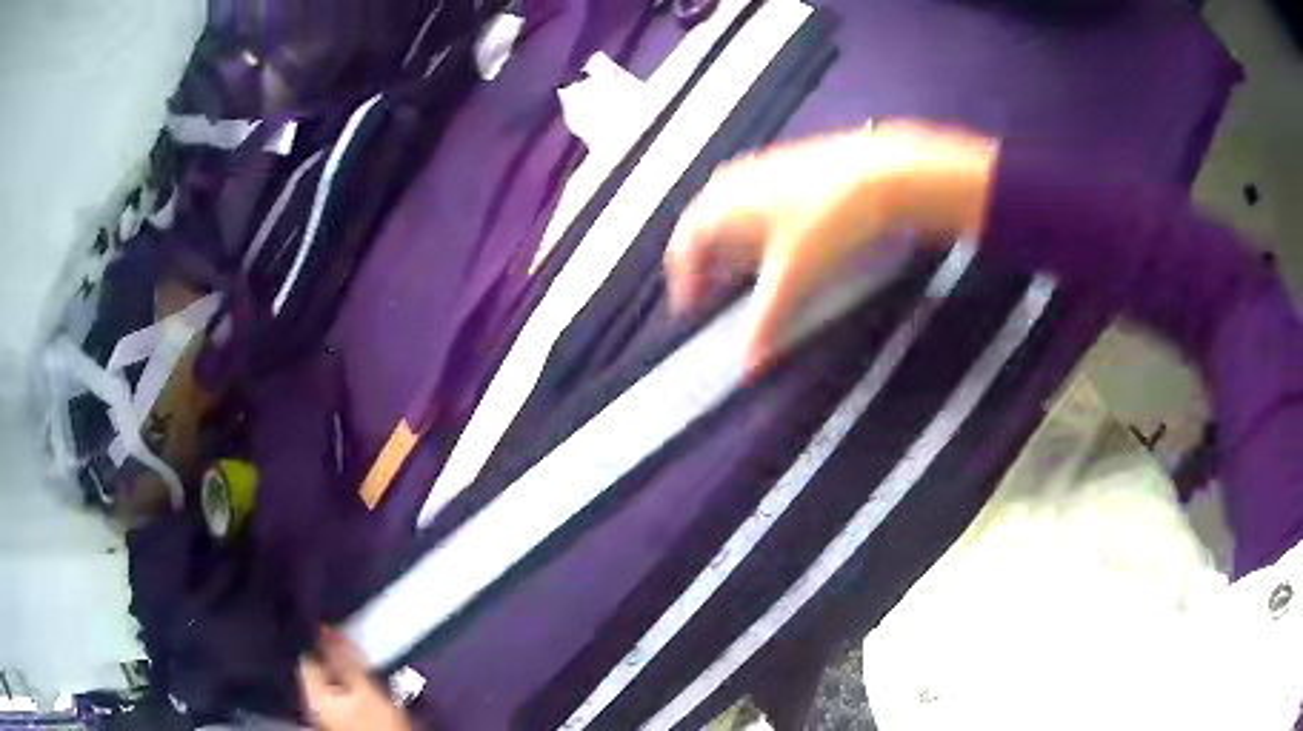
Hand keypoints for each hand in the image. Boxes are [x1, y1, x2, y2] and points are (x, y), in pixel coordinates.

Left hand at [299, 628, 412, 730]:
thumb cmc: (377, 723)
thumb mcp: (365, 688)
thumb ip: (344, 658)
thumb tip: (325, 626)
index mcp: (312, 694)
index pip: (307, 659)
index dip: (320, 645)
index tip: (339, 635)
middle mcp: (313, 705)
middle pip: (319, 673)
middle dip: (336, 662)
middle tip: (356, 654)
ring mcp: (327, 717)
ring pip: (331, 686)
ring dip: (346, 677)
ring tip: (366, 671)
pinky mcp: (342, 724)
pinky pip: (341, 699)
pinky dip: (351, 691)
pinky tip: (367, 691)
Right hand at [665, 120, 997, 375]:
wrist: (877, 176)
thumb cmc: (827, 218)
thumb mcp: (792, 278)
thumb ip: (764, 322)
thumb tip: (747, 362)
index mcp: (718, 206)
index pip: (683, 247)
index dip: (684, 281)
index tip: (690, 307)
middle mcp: (731, 184)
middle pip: (702, 229)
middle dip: (705, 264)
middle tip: (713, 293)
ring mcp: (759, 171)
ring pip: (728, 213)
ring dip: (729, 246)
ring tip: (745, 274)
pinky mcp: (786, 168)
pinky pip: (754, 203)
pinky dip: (754, 229)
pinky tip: (779, 244)